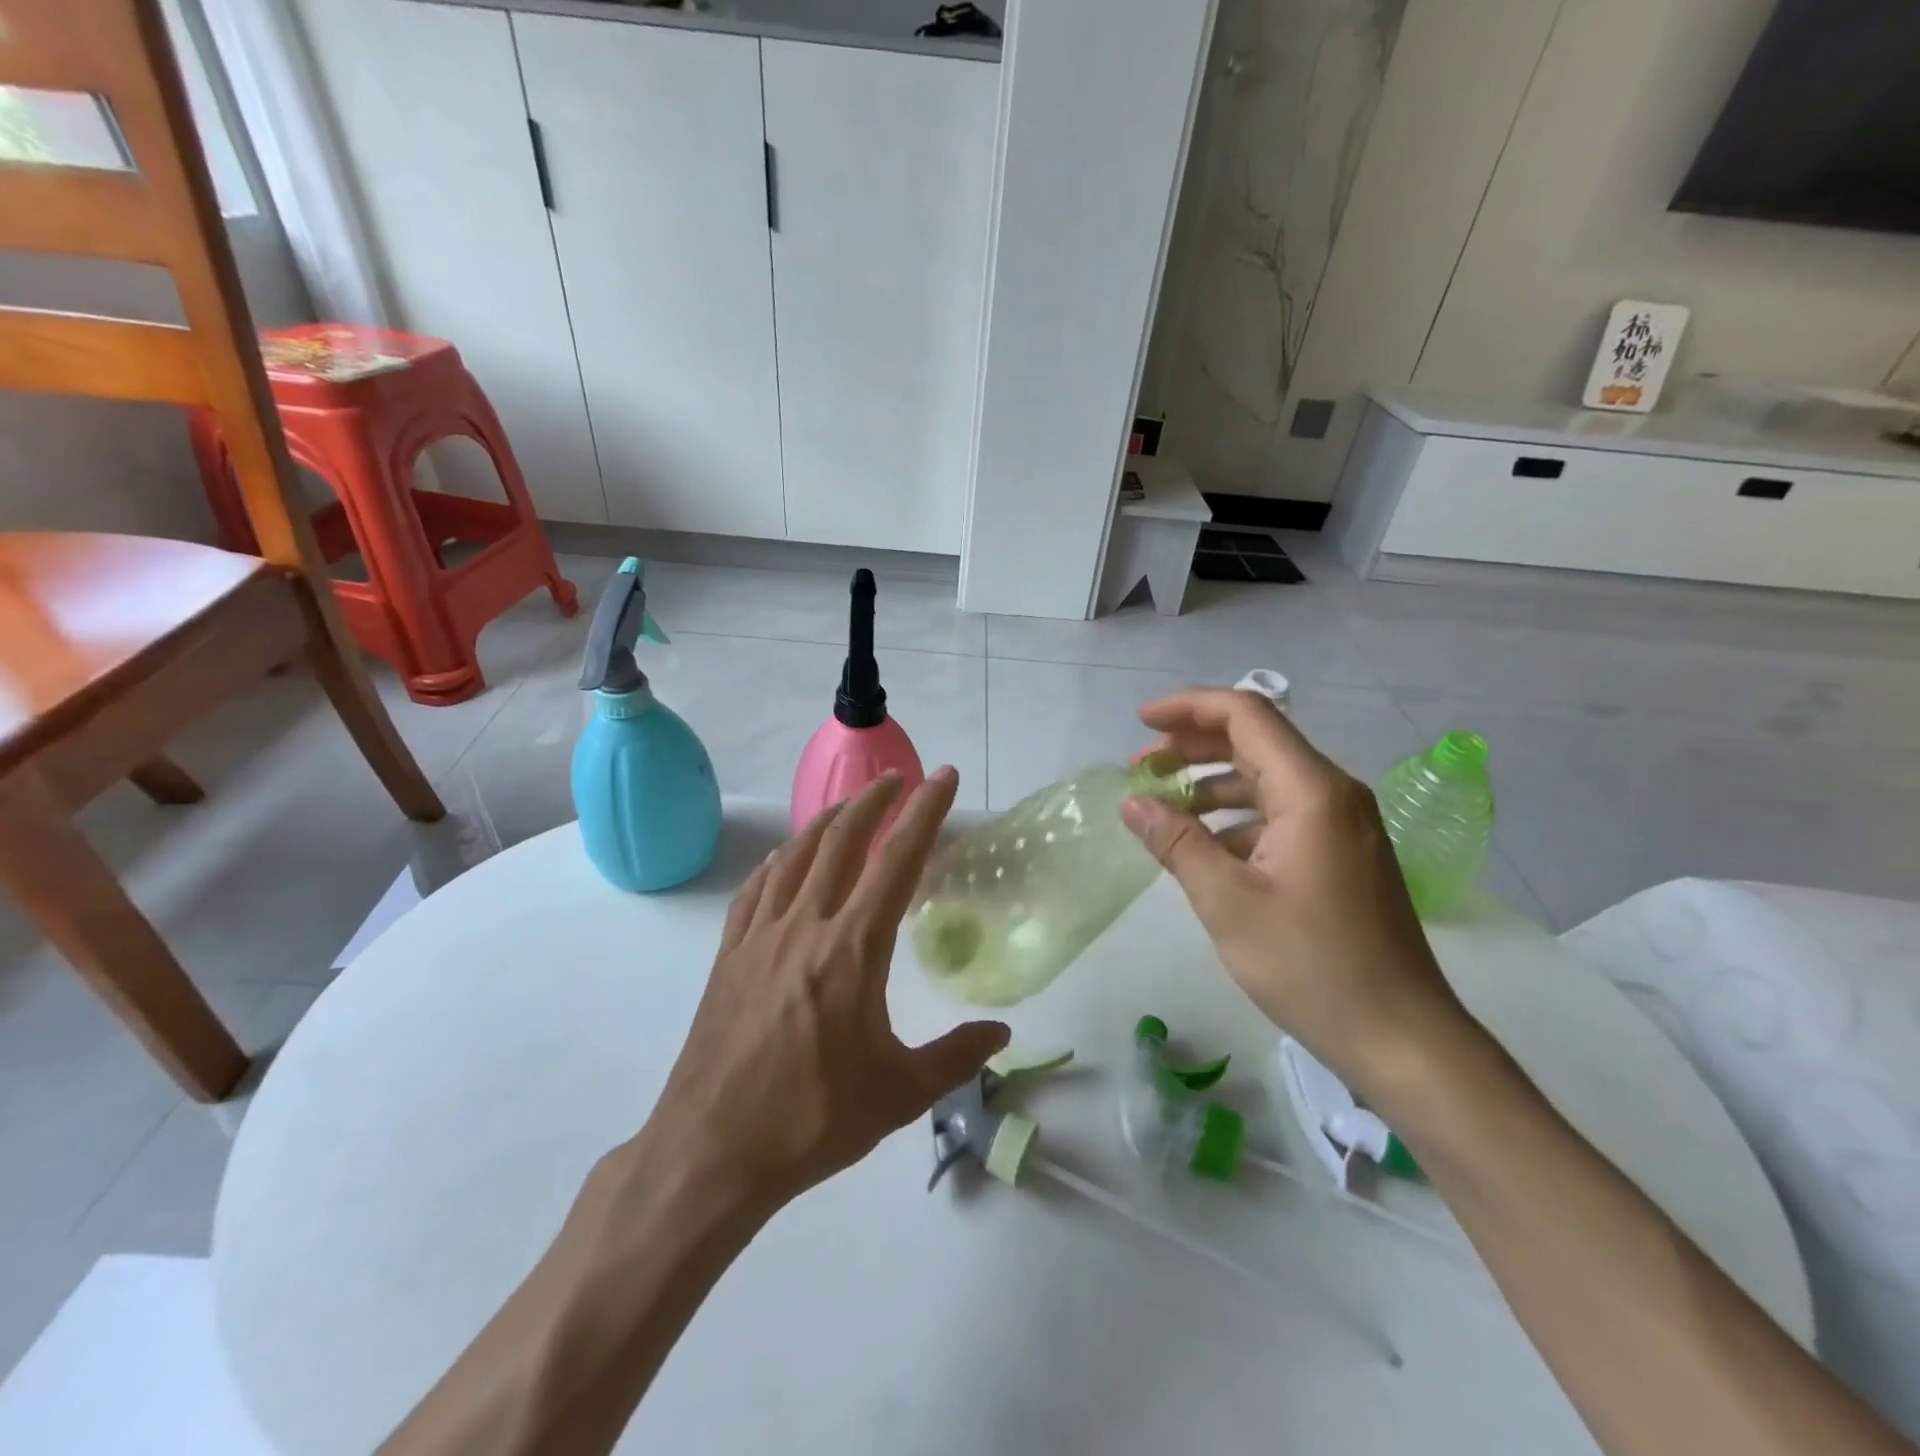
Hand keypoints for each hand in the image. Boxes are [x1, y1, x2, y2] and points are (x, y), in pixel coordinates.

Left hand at [647, 769, 1009, 1214]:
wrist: (711, 1152)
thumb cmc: (812, 1121)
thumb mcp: (899, 1093)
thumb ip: (956, 1055)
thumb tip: (1002, 1032)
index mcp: (853, 949)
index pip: (897, 860)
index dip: (925, 812)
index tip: (944, 778)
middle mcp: (806, 925)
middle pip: (842, 839)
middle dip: (875, 800)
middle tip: (900, 779)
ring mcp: (760, 936)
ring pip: (796, 854)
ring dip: (827, 820)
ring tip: (850, 806)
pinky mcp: (728, 955)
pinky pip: (756, 889)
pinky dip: (779, 861)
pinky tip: (786, 858)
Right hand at [1122, 688, 1470, 1090]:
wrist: (1400, 1037)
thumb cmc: (1311, 964)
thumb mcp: (1227, 902)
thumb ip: (1176, 842)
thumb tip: (1132, 801)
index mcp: (1311, 791)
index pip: (1246, 715)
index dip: (1188, 708)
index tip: (1140, 724)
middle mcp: (1333, 794)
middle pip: (1255, 741)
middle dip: (1192, 746)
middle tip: (1141, 768)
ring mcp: (1341, 825)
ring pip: (1266, 780)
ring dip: (1211, 784)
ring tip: (1162, 807)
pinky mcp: (1341, 854)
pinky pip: (1281, 814)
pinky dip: (1236, 818)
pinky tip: (1204, 847)